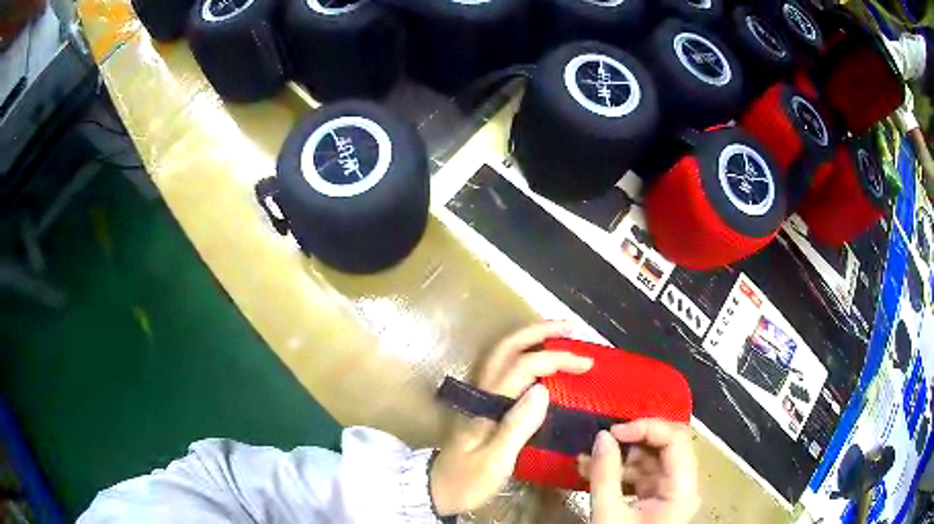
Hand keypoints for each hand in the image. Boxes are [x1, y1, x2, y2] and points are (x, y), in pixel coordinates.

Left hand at [430, 321, 593, 515]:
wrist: (436, 491)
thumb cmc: (468, 480)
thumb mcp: (495, 461)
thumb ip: (518, 427)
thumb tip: (543, 389)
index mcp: (487, 403)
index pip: (524, 367)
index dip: (556, 359)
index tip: (586, 364)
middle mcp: (482, 392)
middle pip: (507, 348)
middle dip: (539, 332)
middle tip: (570, 327)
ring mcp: (480, 397)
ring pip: (503, 356)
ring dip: (531, 339)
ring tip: (560, 335)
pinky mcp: (484, 406)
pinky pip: (505, 371)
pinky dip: (525, 357)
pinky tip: (541, 364)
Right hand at [588, 420, 699, 523]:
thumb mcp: (609, 514)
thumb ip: (605, 474)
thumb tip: (602, 435)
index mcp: (682, 489)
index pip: (676, 440)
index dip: (647, 428)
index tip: (613, 432)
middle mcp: (682, 485)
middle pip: (665, 447)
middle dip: (632, 441)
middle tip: (602, 440)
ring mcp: (669, 491)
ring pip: (650, 460)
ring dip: (619, 456)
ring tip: (587, 458)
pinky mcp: (655, 498)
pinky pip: (640, 475)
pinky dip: (618, 471)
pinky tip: (592, 470)